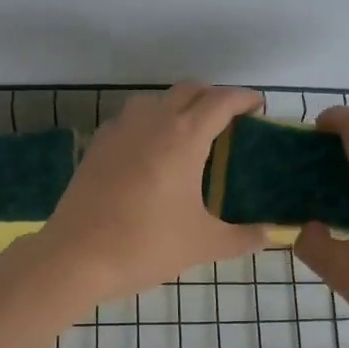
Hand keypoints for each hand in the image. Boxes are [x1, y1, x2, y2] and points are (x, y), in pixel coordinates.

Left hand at [35, 85, 269, 302]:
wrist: (77, 256)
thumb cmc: (146, 245)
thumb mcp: (203, 244)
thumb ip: (243, 238)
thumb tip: (271, 236)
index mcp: (184, 137)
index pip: (221, 101)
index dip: (244, 99)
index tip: (258, 107)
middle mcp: (152, 121)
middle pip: (188, 91)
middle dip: (212, 97)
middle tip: (228, 121)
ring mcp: (119, 130)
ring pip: (154, 101)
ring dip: (177, 106)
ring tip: (189, 135)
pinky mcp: (96, 146)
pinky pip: (129, 121)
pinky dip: (147, 125)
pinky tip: (150, 154)